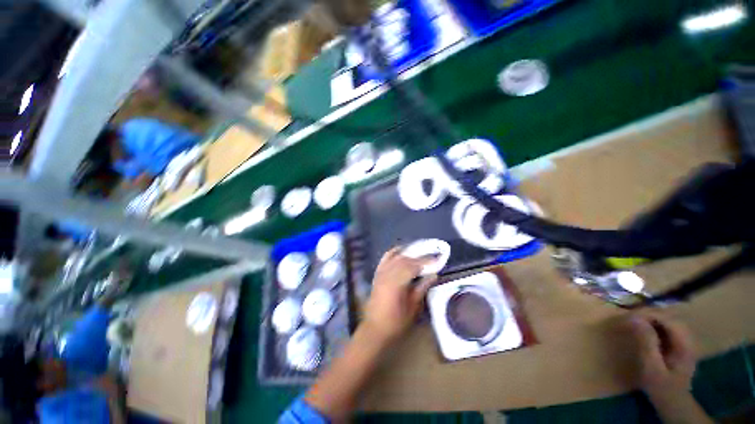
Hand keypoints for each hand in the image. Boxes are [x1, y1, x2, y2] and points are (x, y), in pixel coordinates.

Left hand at [362, 247, 436, 344]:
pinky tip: (401, 250)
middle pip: (405, 259)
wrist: (375, 329)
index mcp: (396, 283)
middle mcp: (387, 274)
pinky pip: (385, 258)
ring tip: (421, 253)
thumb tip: (434, 275)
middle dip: (420, 256)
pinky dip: (393, 252)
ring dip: (409, 254)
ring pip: (396, 257)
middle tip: (432, 255)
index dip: (426, 261)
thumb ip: (422, 288)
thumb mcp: (412, 307)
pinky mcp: (377, 274)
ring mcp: (381, 272)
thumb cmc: (396, 322)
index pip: (413, 266)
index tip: (438, 258)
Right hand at [628, 312, 696, 397]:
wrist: (674, 403)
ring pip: (667, 321)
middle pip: (668, 317)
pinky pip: (667, 328)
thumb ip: (646, 342)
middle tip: (627, 318)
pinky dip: (654, 325)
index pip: (666, 319)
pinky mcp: (679, 344)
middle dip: (647, 314)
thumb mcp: (652, 367)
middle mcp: (688, 338)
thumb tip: (634, 318)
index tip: (626, 316)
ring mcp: (685, 341)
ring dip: (650, 318)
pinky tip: (644, 330)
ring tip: (633, 322)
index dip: (647, 314)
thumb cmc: (662, 387)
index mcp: (684, 343)